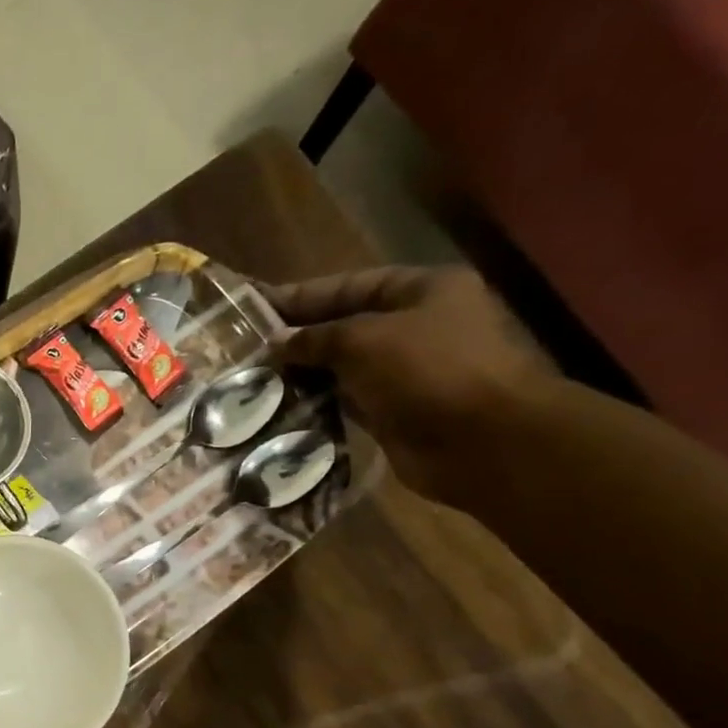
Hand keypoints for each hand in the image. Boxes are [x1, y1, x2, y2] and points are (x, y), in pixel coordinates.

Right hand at [260, 266, 556, 501]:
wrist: (483, 441)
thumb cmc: (429, 371)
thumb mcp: (363, 340)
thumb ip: (315, 338)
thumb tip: (275, 343)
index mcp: (421, 290)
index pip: (349, 286)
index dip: (300, 297)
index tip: (253, 308)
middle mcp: (416, 326)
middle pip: (344, 327)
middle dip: (297, 340)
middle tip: (244, 353)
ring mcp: (407, 372)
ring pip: (342, 368)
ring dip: (302, 376)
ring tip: (253, 384)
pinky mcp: (395, 412)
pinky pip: (346, 403)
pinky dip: (317, 406)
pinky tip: (280, 411)